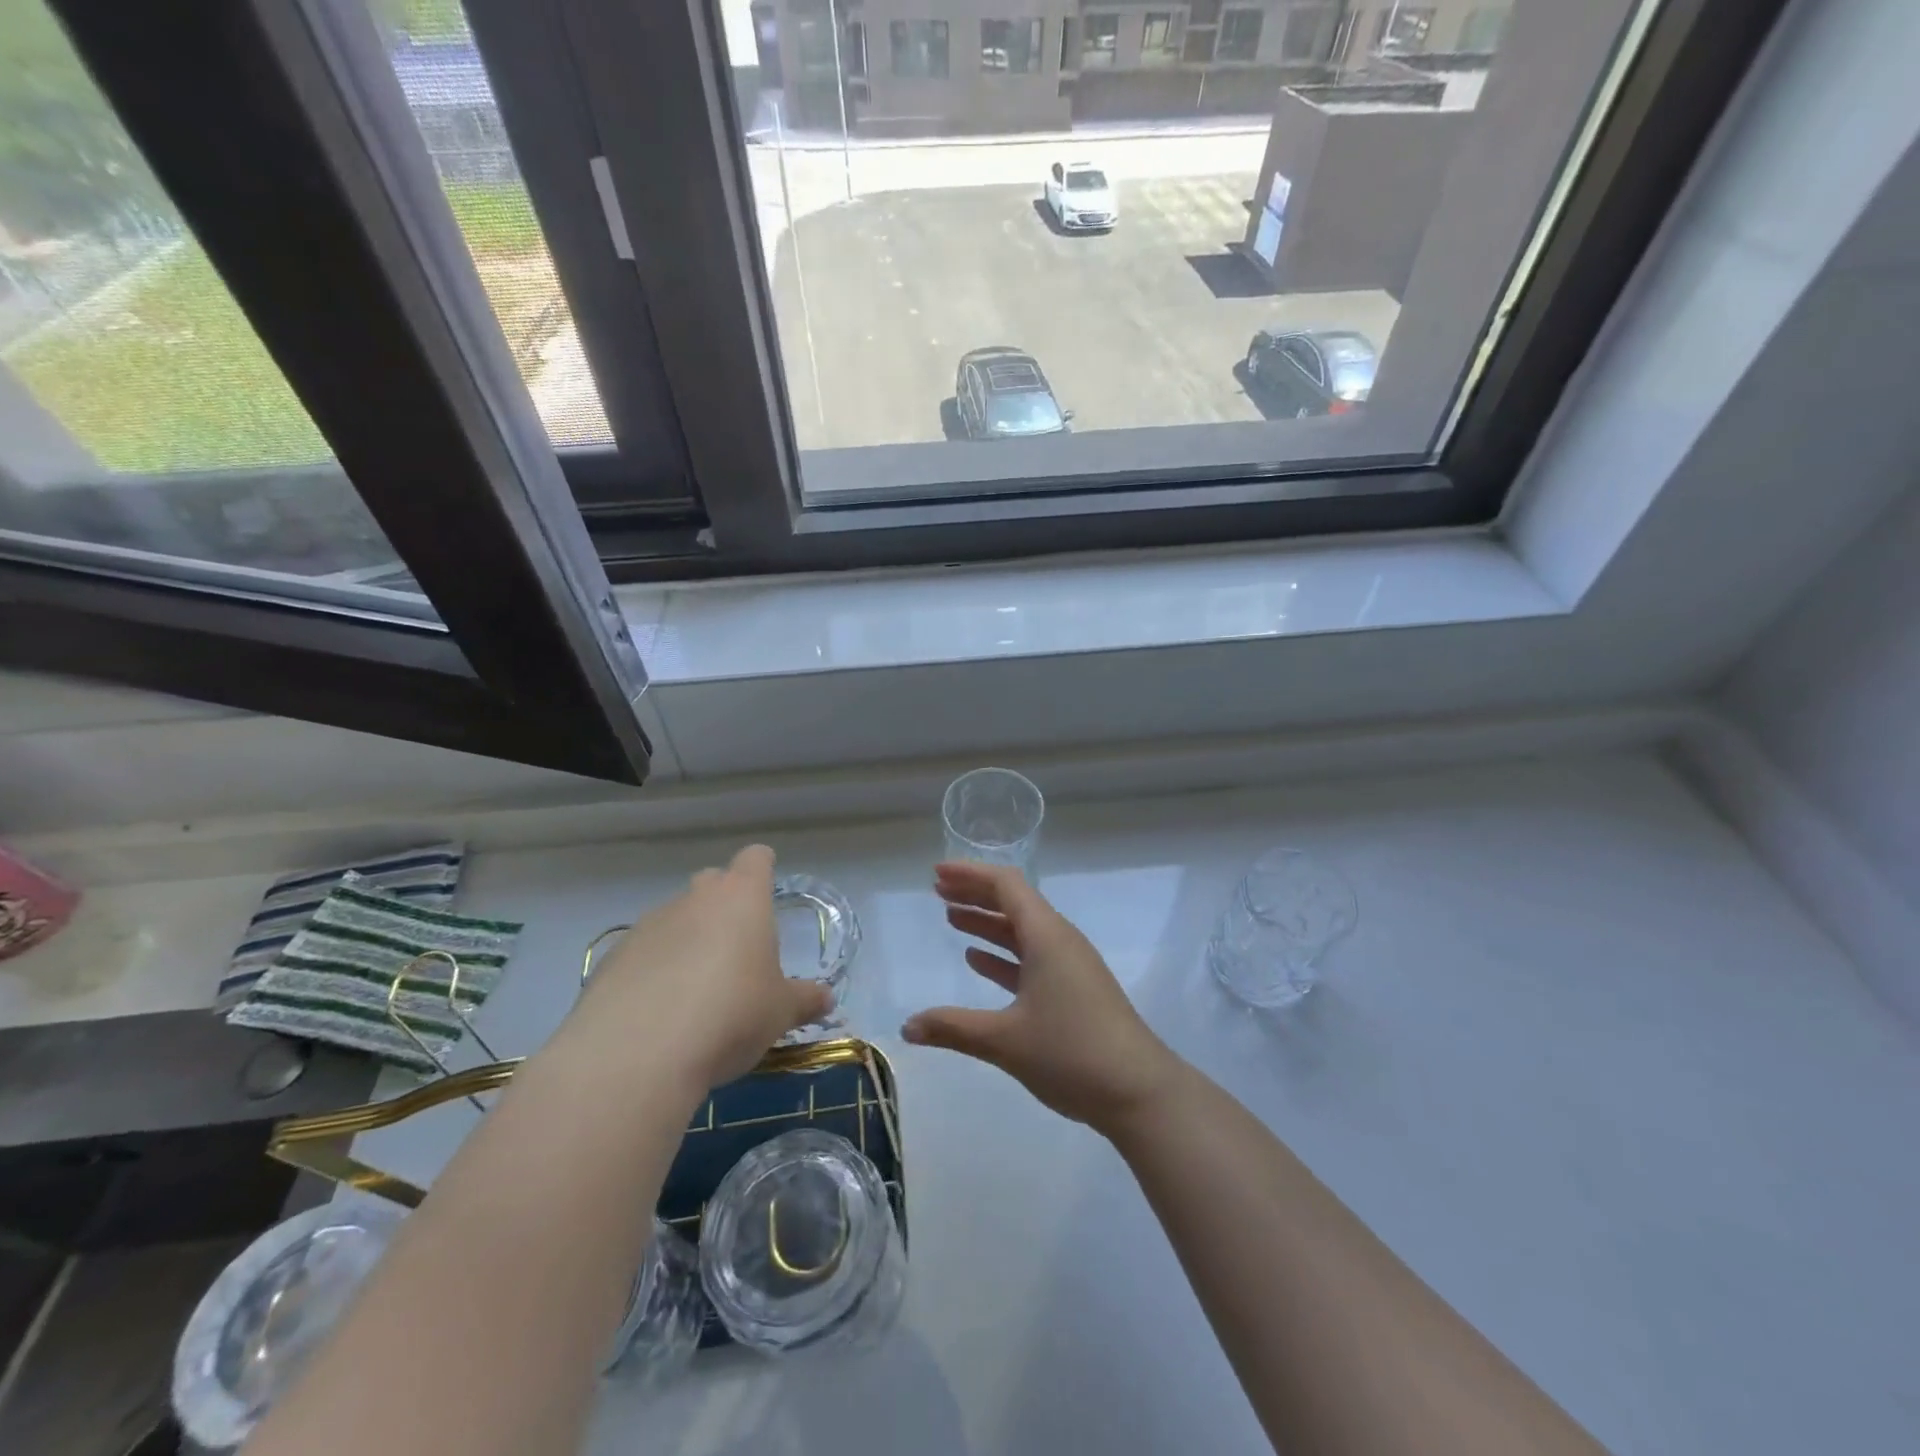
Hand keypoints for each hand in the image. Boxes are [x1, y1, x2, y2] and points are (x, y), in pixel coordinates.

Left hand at [556, 845, 830, 1096]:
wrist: (636, 1053)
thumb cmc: (730, 1014)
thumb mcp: (779, 1012)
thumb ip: (804, 999)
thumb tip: (827, 999)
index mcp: (741, 898)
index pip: (755, 859)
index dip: (762, 869)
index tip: (767, 889)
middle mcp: (694, 899)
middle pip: (712, 883)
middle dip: (725, 905)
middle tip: (738, 949)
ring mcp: (647, 925)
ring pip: (675, 918)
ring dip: (688, 940)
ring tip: (696, 990)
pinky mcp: (612, 959)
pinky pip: (643, 953)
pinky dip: (654, 970)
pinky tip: (659, 1012)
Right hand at [902, 861, 1182, 1135]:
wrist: (1139, 1091)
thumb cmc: (1071, 1052)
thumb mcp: (1005, 1040)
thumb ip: (953, 1028)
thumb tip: (907, 1027)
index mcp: (1046, 936)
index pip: (1005, 885)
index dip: (970, 874)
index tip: (936, 873)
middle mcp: (1059, 940)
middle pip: (1013, 902)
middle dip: (975, 893)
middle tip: (937, 890)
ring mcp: (1070, 965)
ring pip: (1022, 931)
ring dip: (987, 923)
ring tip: (951, 918)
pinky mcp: (1075, 989)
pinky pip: (1032, 957)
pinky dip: (1003, 953)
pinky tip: (978, 960)